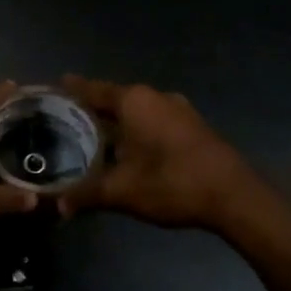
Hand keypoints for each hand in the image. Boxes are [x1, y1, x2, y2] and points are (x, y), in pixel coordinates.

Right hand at [58, 76, 254, 229]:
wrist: (235, 196)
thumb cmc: (171, 183)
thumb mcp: (121, 191)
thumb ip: (86, 194)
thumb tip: (58, 205)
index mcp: (134, 101)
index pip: (93, 90)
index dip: (72, 89)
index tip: (55, 85)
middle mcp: (155, 97)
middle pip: (115, 98)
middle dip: (92, 108)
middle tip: (66, 118)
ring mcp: (178, 110)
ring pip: (137, 111)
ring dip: (117, 122)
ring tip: (93, 135)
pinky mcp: (193, 126)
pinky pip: (154, 120)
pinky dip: (136, 129)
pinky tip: (128, 149)